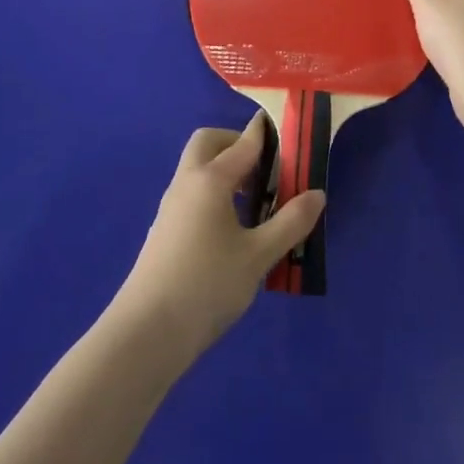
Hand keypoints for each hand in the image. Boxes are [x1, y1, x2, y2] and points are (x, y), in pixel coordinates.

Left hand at [114, 121, 325, 361]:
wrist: (146, 332)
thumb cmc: (207, 285)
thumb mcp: (258, 256)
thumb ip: (290, 223)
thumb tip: (317, 194)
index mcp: (210, 179)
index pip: (243, 143)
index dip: (266, 134)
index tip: (288, 131)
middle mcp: (187, 182)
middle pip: (209, 143)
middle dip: (237, 144)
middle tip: (267, 169)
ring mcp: (171, 206)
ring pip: (198, 169)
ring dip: (226, 171)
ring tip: (257, 202)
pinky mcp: (165, 229)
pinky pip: (193, 193)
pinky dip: (215, 193)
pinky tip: (233, 229)